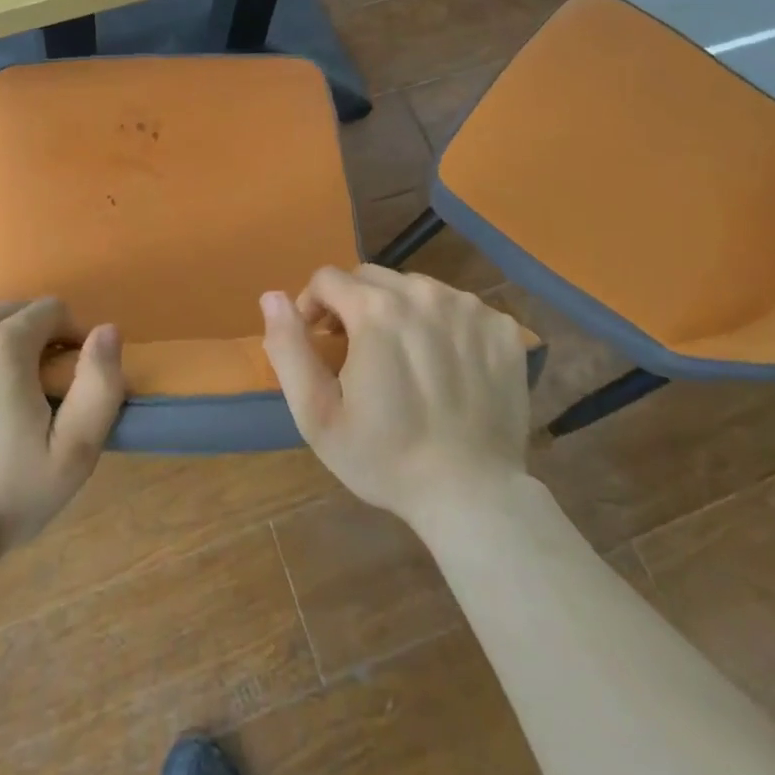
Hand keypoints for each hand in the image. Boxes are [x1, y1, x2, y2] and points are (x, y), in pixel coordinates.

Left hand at [0, 299, 123, 548]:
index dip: (67, 334)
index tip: (65, 370)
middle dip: (26, 335)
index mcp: (2, 347)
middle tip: (28, 384)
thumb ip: (100, 383)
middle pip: (5, 311)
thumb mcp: (75, 451)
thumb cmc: (7, 497)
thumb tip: (106, 329)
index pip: (49, 310)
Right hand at [260, 266, 536, 529]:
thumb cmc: (385, 458)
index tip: (320, 343)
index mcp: (376, 309)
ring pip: (416, 288)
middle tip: (359, 352)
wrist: (472, 496)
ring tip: (403, 358)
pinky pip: (458, 307)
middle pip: (372, 278)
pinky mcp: (502, 328)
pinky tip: (444, 365)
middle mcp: (424, 293)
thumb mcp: (317, 414)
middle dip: (354, 305)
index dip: (314, 307)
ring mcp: (469, 308)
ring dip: (399, 311)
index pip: (328, 278)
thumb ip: (288, 347)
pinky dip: (443, 325)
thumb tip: (272, 296)